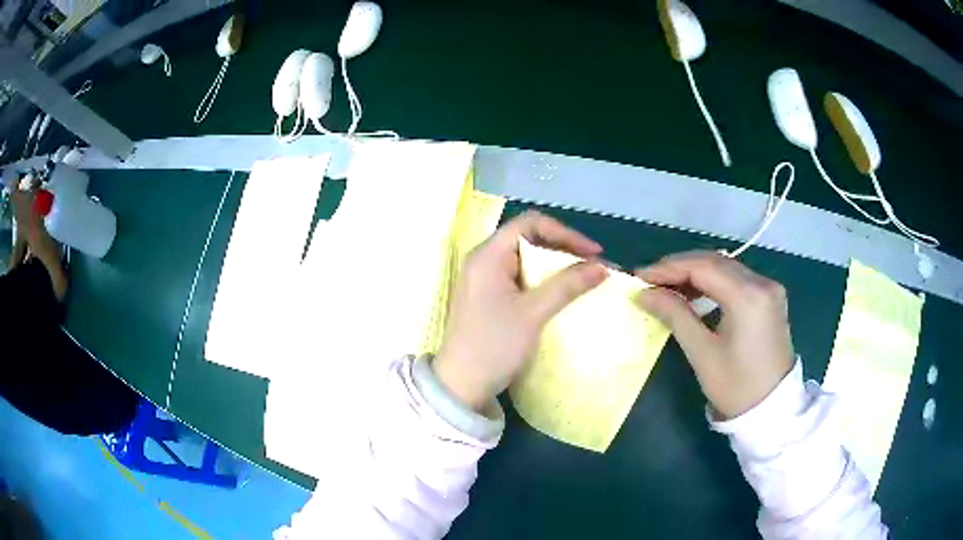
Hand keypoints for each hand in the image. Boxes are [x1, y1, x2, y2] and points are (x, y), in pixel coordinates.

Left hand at [434, 211, 607, 412]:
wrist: (462, 385)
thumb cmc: (494, 345)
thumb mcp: (533, 313)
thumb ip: (567, 285)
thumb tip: (602, 267)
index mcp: (488, 255)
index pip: (530, 223)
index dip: (565, 232)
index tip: (593, 252)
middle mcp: (484, 260)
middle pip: (528, 238)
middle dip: (563, 247)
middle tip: (592, 265)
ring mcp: (485, 279)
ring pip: (526, 259)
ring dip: (555, 265)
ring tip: (583, 277)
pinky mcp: (489, 297)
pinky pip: (521, 277)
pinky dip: (544, 280)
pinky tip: (562, 292)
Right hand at [635, 253, 794, 419]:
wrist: (772, 409)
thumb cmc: (735, 387)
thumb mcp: (702, 353)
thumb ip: (675, 315)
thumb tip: (644, 293)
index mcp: (748, 296)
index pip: (702, 267)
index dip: (668, 268)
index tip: (640, 277)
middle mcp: (762, 282)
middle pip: (715, 261)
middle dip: (680, 267)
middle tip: (650, 280)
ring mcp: (769, 288)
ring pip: (726, 267)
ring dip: (696, 272)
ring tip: (668, 287)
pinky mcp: (771, 297)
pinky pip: (737, 278)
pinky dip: (713, 281)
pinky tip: (696, 294)